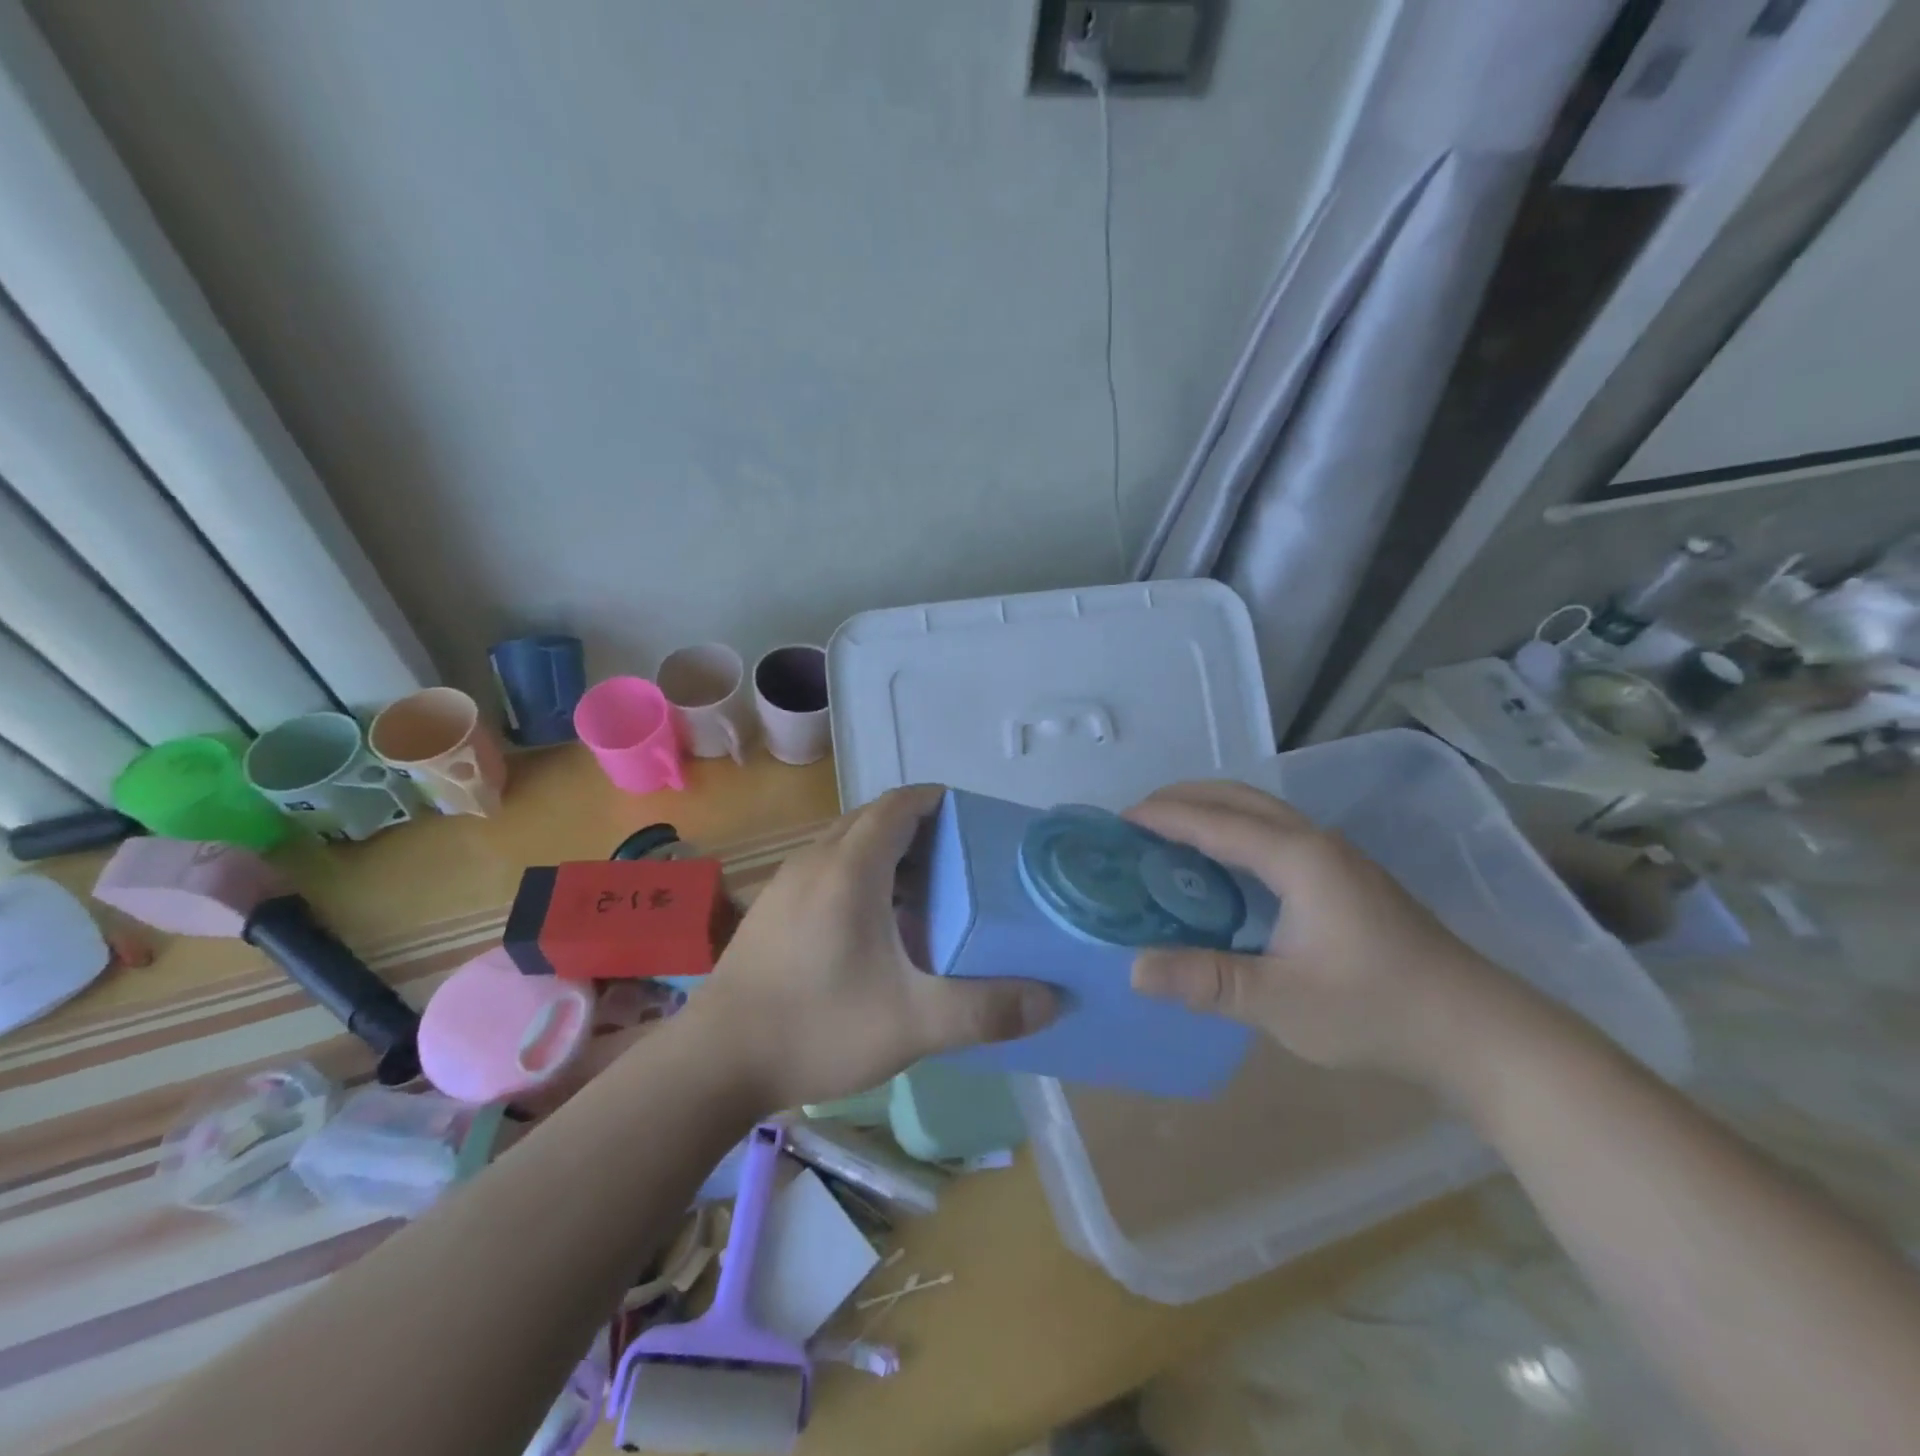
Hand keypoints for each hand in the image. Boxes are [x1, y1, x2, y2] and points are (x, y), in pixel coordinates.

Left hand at [687, 784, 1057, 1110]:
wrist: (714, 1063)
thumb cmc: (818, 1027)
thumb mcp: (914, 1023)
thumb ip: (986, 1009)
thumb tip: (1051, 1000)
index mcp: (851, 867)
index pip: (900, 804)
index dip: (938, 801)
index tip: (974, 821)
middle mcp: (816, 860)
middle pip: (873, 819)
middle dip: (919, 828)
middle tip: (961, 861)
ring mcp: (786, 884)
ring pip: (846, 844)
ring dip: (886, 853)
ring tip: (926, 892)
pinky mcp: (771, 910)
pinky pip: (825, 870)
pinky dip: (859, 876)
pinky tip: (874, 926)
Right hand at [1125, 781, 1534, 1091]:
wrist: (1478, 1029)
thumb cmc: (1377, 1010)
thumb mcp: (1282, 1001)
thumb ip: (1206, 980)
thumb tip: (1133, 969)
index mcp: (1298, 858)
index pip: (1214, 822)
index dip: (1163, 817)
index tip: (1116, 821)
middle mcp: (1315, 842)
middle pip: (1238, 798)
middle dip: (1183, 798)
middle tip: (1135, 821)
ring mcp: (1336, 857)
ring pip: (1260, 812)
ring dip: (1211, 811)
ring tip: (1168, 834)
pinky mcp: (1346, 877)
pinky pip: (1275, 833)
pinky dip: (1234, 832)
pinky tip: (1222, 868)